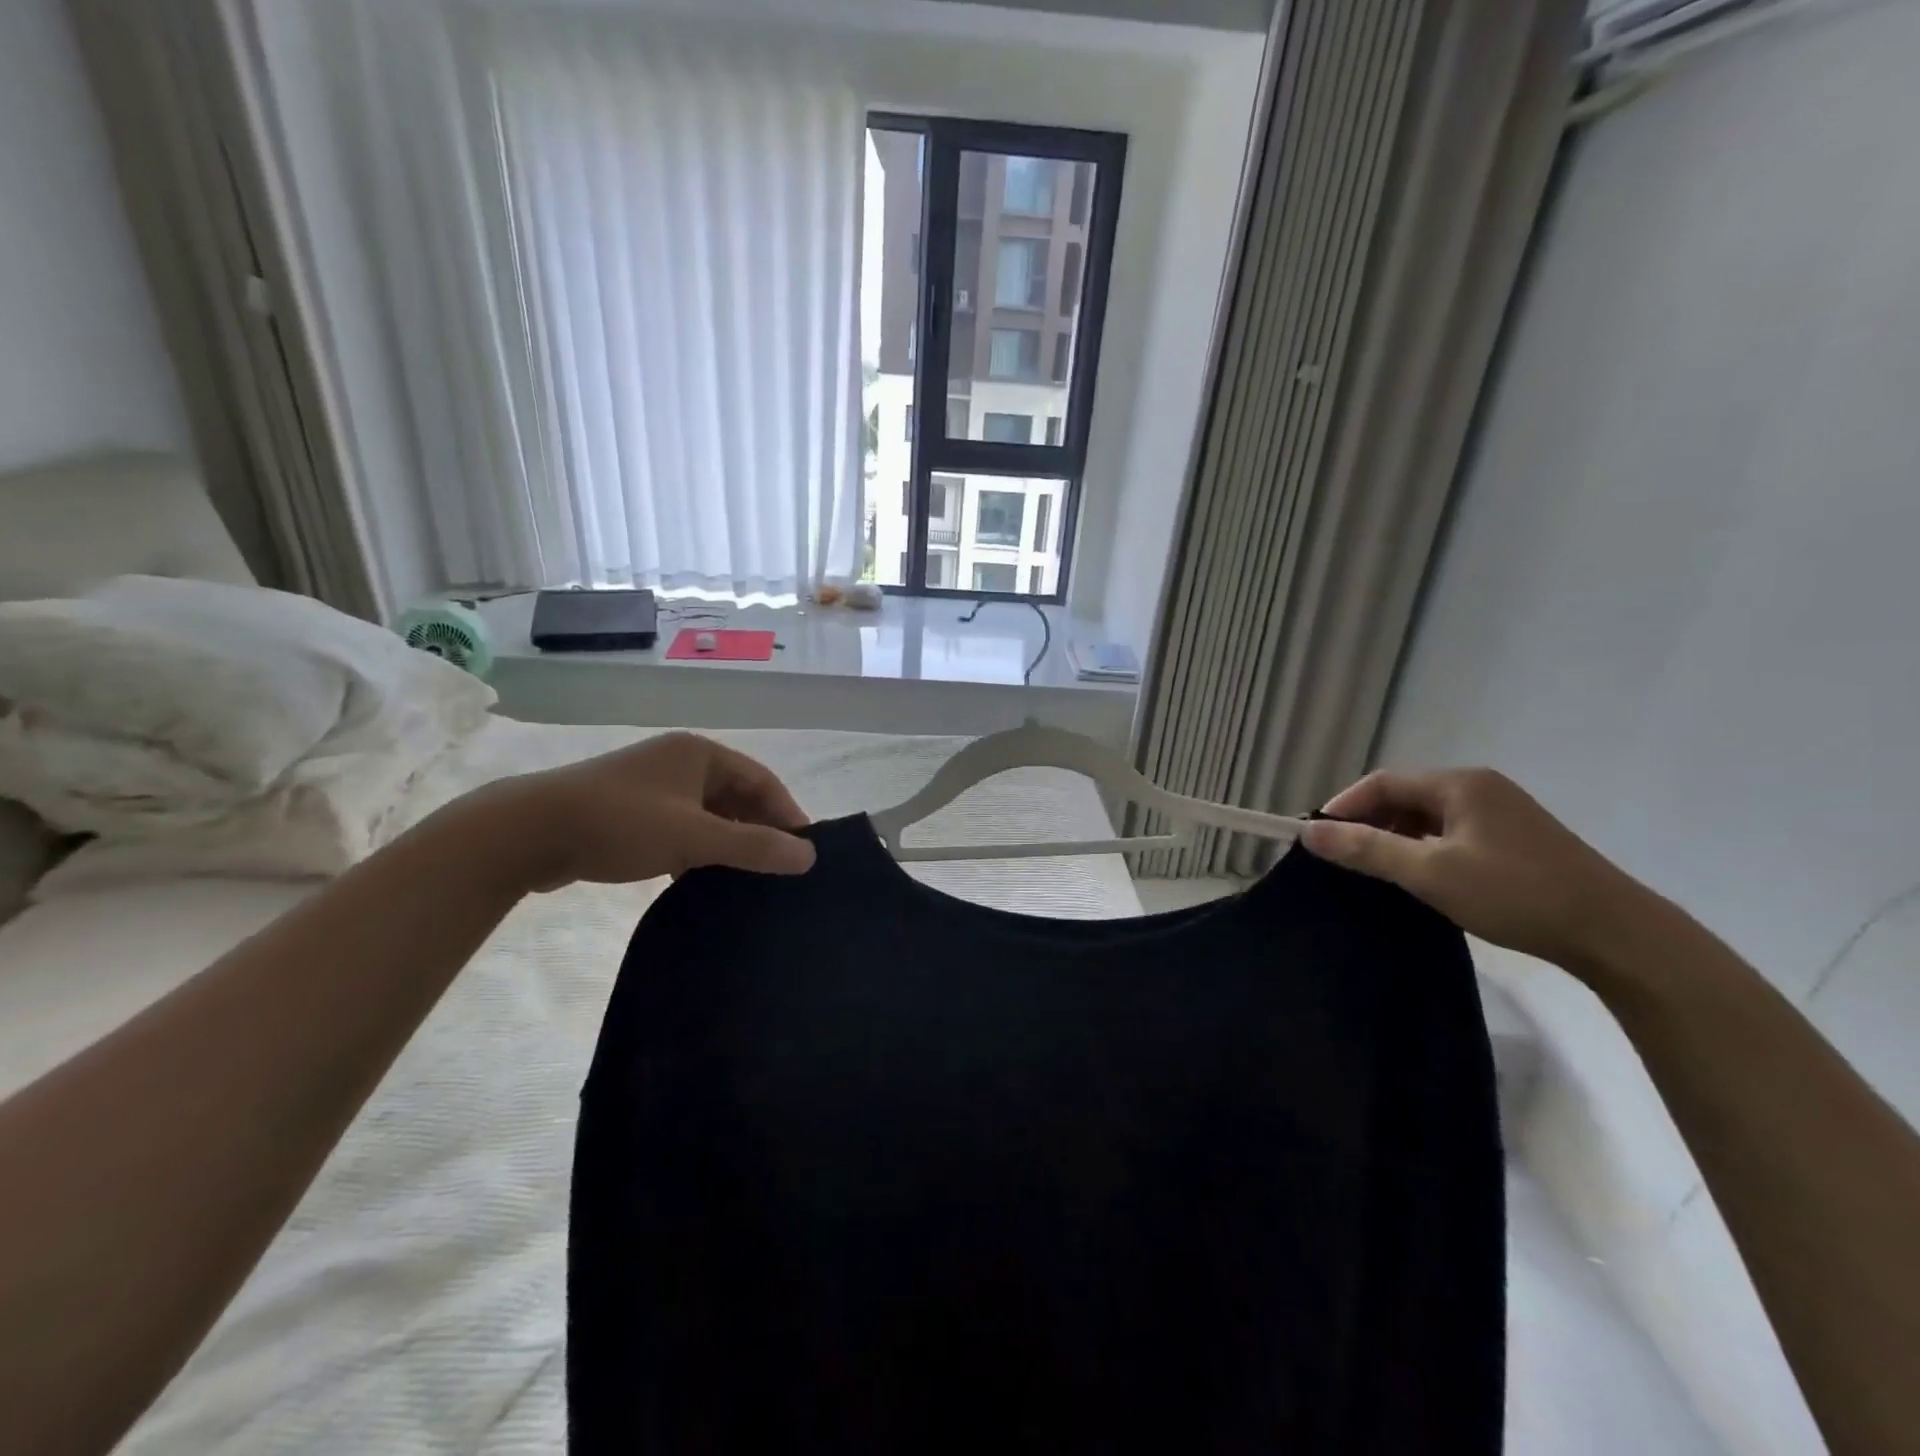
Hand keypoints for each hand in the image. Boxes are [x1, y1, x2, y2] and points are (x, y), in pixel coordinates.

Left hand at [456, 732, 815, 891]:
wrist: (527, 832)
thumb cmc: (621, 822)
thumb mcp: (693, 836)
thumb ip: (753, 846)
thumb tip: (808, 856)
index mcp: (700, 754)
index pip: (762, 780)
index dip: (788, 813)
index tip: (806, 850)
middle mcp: (680, 762)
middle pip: (736, 797)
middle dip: (758, 830)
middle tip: (779, 868)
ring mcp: (653, 786)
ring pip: (708, 815)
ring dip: (727, 843)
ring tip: (746, 879)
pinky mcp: (631, 811)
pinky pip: (681, 828)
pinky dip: (696, 850)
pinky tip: (700, 880)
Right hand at [1300, 768, 1654, 968]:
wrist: (1615, 933)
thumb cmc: (1514, 893)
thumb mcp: (1430, 872)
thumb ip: (1366, 850)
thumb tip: (1307, 832)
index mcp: (1459, 784)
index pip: (1382, 783)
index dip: (1343, 807)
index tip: (1316, 838)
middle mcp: (1479, 787)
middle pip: (1405, 797)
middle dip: (1368, 824)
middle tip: (1342, 858)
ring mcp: (1501, 813)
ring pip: (1428, 817)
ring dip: (1396, 839)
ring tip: (1375, 872)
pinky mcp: (1515, 839)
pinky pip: (1451, 833)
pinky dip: (1424, 849)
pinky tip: (1421, 878)